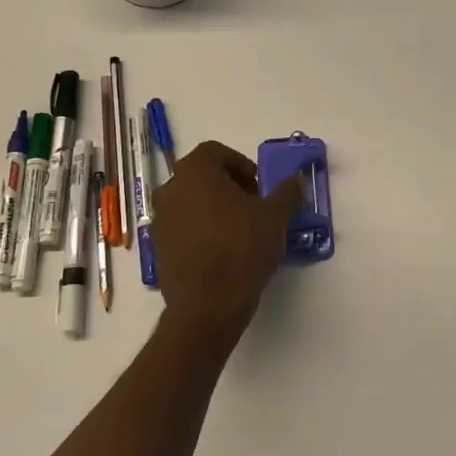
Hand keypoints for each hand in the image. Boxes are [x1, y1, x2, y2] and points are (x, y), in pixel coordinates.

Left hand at [151, 141, 303, 328]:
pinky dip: (201, 229)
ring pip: (190, 201)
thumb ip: (287, 192)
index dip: (240, 163)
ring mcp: (160, 220)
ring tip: (240, 229)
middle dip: (228, 185)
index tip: (258, 184)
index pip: (214, 152)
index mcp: (196, 173)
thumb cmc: (242, 248)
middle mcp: (171, 190)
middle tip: (253, 204)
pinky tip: (223, 250)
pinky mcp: (159, 247)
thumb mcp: (276, 217)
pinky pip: (183, 226)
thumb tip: (296, 180)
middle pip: (200, 175)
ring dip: (214, 207)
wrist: (208, 304)